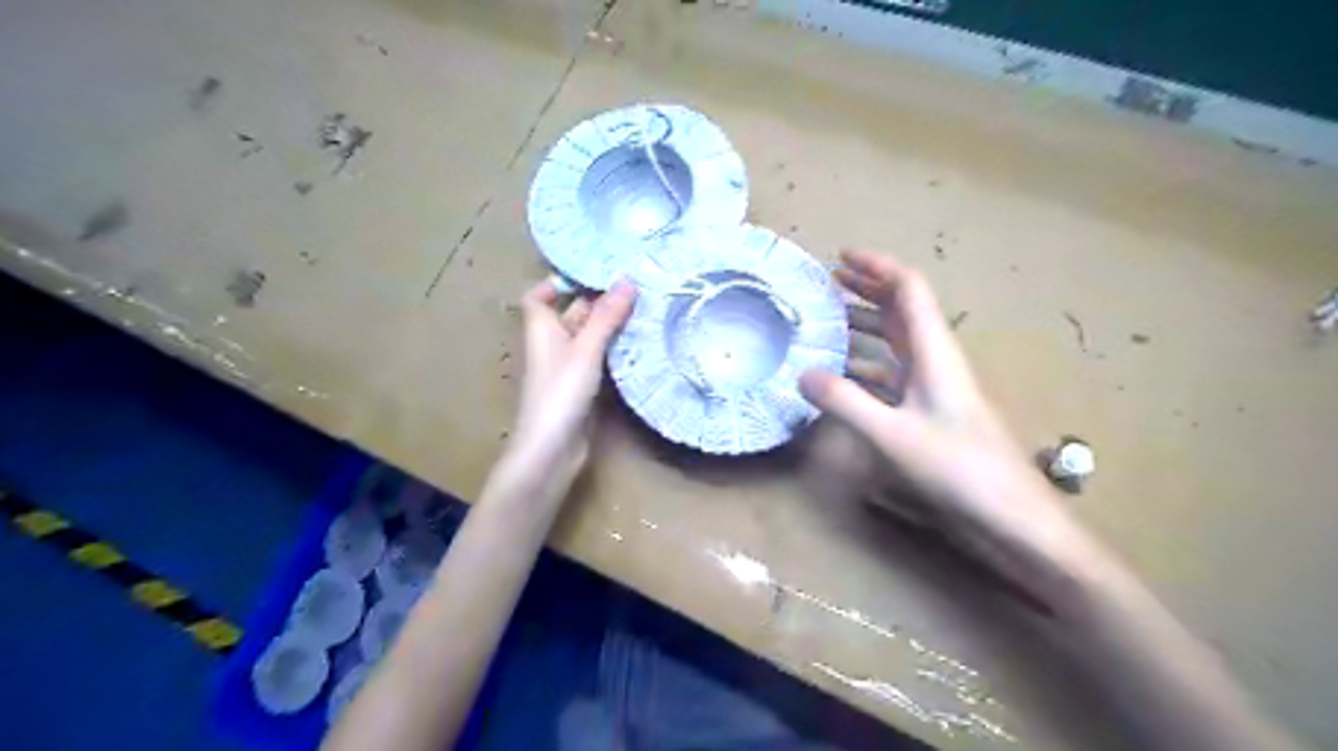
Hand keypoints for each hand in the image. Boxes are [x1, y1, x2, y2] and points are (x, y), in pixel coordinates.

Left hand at [512, 277, 639, 493]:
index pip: (539, 297)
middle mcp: (553, 344)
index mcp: (542, 329)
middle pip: (571, 314)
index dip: (557, 284)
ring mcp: (568, 367)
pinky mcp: (583, 387)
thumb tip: (627, 280)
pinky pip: (599, 359)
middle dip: (599, 301)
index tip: (591, 274)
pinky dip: (614, 350)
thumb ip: (606, 316)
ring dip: (611, 326)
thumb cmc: (560, 392)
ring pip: (589, 338)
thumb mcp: (585, 349)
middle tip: (635, 288)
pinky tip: (639, 345)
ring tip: (644, 310)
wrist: (552, 448)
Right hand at [799, 249, 1090, 565]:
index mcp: (935, 353)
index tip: (841, 257)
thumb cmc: (960, 469)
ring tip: (830, 322)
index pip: (909, 290)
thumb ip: (846, 403)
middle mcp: (936, 361)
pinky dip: (867, 366)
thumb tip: (802, 374)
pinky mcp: (931, 413)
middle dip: (868, 290)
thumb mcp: (894, 435)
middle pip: (903, 310)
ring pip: (898, 342)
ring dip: (867, 326)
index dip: (877, 267)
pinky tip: (844, 378)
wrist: (1012, 517)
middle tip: (830, 282)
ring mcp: (934, 388)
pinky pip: (894, 375)